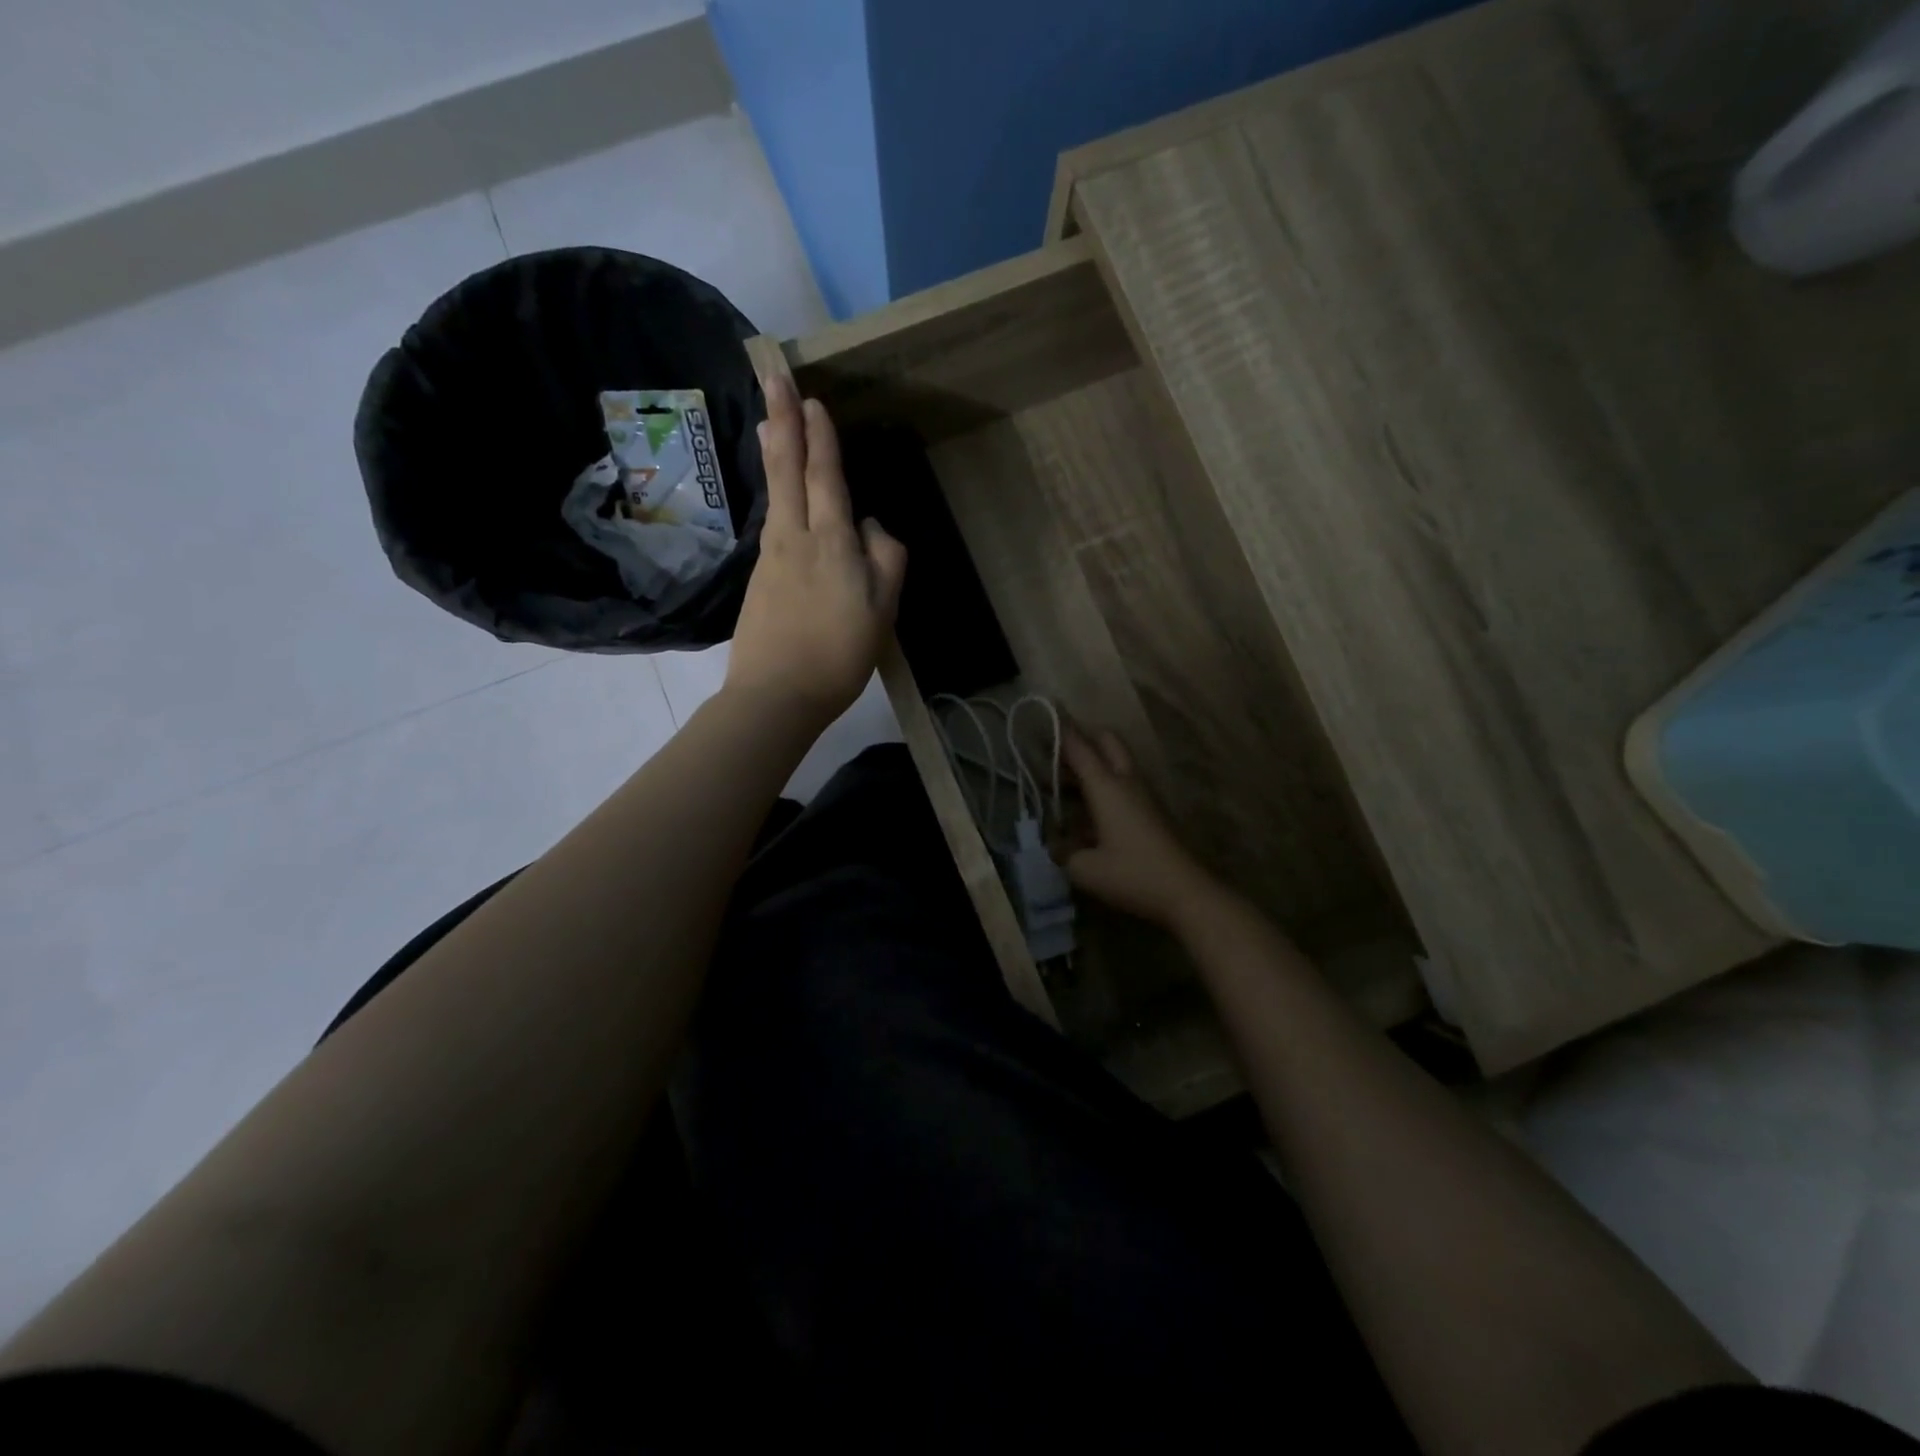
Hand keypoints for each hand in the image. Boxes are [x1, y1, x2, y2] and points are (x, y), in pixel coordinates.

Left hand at [726, 374, 906, 730]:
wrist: (775, 695)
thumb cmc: (838, 655)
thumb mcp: (882, 611)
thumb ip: (885, 560)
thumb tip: (869, 526)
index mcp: (830, 542)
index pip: (825, 476)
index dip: (820, 435)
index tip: (811, 396)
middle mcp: (794, 537)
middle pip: (787, 468)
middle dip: (782, 418)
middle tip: (770, 374)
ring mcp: (771, 557)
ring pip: (775, 492)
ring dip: (773, 448)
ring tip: (769, 418)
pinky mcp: (759, 578)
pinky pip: (772, 521)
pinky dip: (774, 491)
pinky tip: (779, 492)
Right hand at [1062, 726, 1223, 932]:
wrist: (1186, 892)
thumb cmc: (1132, 875)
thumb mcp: (1085, 869)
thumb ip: (1063, 853)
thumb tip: (1055, 845)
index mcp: (1106, 787)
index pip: (1079, 748)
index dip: (1062, 731)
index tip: (1046, 713)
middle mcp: (1126, 782)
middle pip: (1108, 742)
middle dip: (1084, 738)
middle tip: (1058, 752)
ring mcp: (1143, 796)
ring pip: (1117, 762)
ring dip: (1093, 764)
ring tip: (1065, 783)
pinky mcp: (1151, 812)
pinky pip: (1123, 784)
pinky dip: (1104, 785)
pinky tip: (1087, 812)